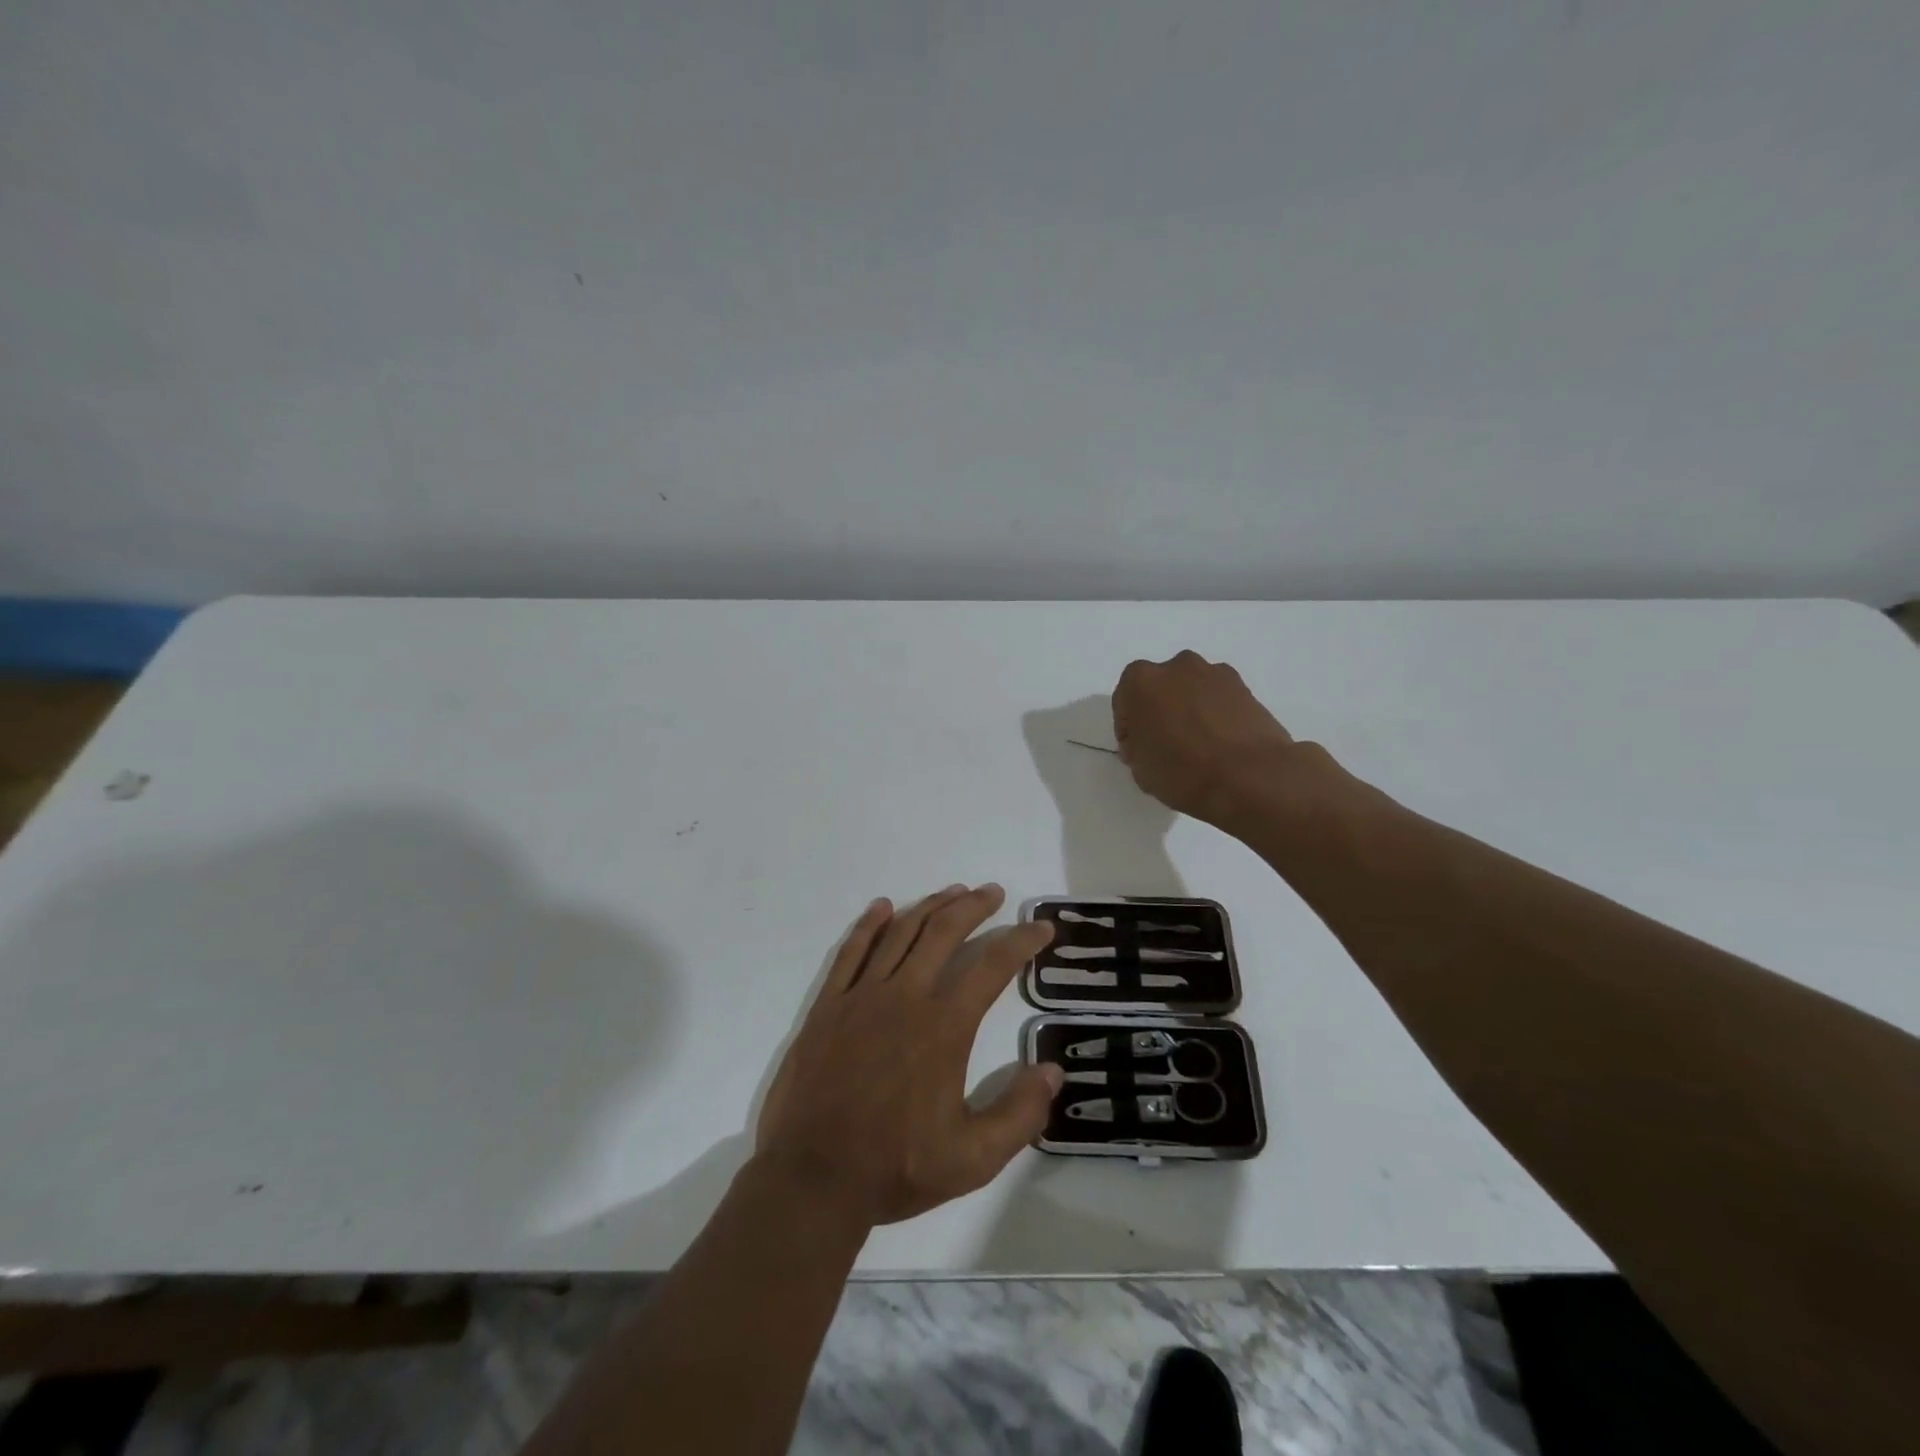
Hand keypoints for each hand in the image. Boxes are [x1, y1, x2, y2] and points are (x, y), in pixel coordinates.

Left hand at [754, 884, 1062, 1227]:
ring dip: (930, 906)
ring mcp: (861, 997)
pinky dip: (869, 925)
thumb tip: (1052, 1071)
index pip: (992, 966)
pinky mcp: (828, 1006)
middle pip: (944, 933)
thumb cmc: (895, 1168)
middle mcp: (905, 997)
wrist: (812, 1178)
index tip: (1040, 927)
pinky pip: (851, 952)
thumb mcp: (973, 1159)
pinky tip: (883, 907)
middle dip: (973, 907)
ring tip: (953, 891)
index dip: (1021, 941)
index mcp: (943, 1027)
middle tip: (993, 892)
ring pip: (900, 933)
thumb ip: (1019, 1114)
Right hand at [1112, 650, 1298, 825]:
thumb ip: (1137, 747)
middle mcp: (1177, 666)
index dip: (1129, 730)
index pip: (1124, 703)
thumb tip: (1148, 741)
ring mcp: (1215, 673)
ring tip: (1198, 746)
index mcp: (1140, 681)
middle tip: (1166, 745)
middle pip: (1160, 689)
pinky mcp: (1245, 687)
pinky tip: (1221, 744)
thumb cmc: (1183, 771)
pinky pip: (1218, 699)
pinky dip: (1215, 714)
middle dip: (1160, 712)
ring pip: (1191, 691)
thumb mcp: (1140, 769)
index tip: (1138, 752)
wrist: (1250, 776)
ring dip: (1189, 710)